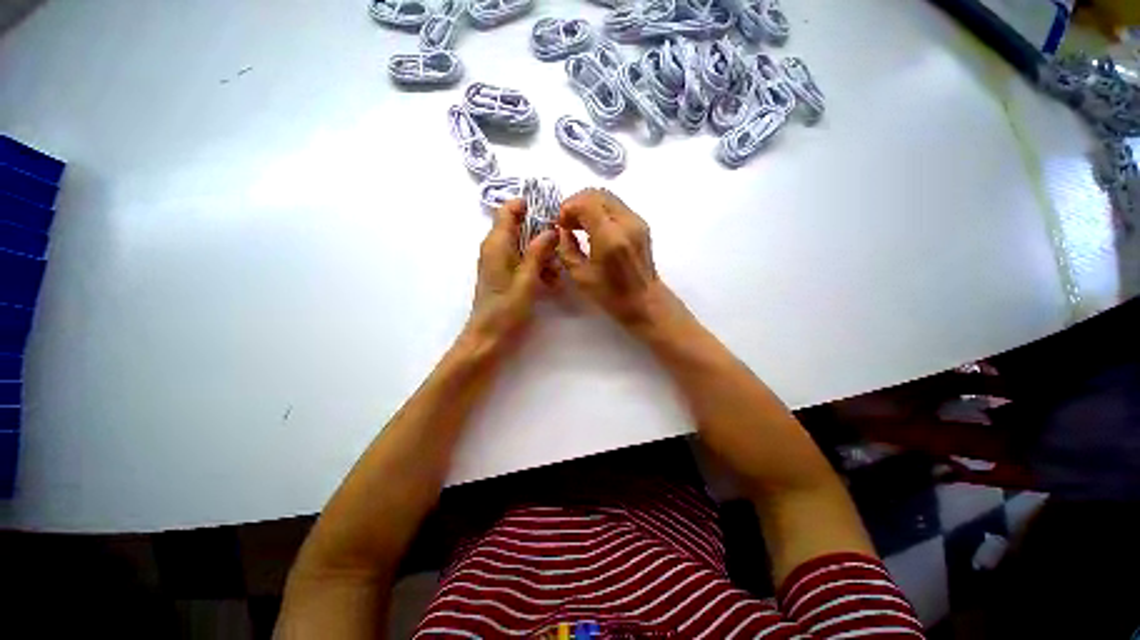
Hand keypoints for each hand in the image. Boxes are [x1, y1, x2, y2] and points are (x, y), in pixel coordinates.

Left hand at [463, 199, 557, 351]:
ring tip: (557, 270)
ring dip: (542, 253)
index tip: (551, 212)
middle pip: (519, 227)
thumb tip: (551, 230)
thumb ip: (538, 253)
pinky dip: (537, 265)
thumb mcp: (526, 281)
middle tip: (562, 244)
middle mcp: (495, 247)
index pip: (508, 209)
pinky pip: (522, 260)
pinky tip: (551, 281)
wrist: (487, 338)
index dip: (528, 205)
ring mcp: (499, 261)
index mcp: (496, 244)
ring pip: (524, 245)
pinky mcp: (504, 274)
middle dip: (542, 233)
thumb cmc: (506, 310)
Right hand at [557, 189, 678, 331]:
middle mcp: (626, 222)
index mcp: (610, 237)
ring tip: (578, 226)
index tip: (560, 224)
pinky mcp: (641, 224)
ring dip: (588, 206)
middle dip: (576, 203)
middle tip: (567, 223)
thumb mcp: (580, 275)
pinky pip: (616, 206)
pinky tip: (593, 229)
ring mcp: (636, 221)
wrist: (645, 301)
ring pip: (607, 197)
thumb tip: (563, 231)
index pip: (586, 202)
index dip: (568, 207)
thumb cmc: (611, 295)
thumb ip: (567, 248)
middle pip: (597, 194)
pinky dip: (600, 211)